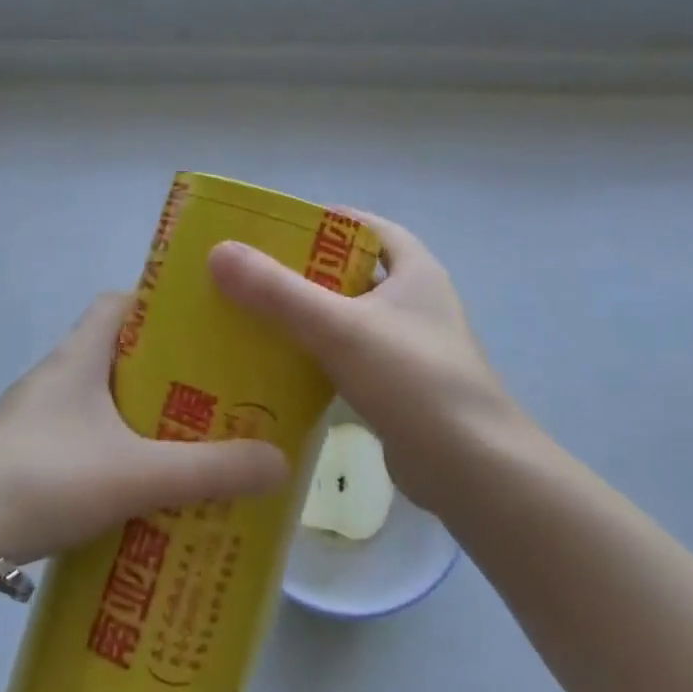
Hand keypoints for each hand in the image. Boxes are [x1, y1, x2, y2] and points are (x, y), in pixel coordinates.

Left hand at [0, 293, 287, 561]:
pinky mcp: (22, 455)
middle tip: (212, 393)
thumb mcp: (135, 474)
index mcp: (78, 357)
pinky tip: (135, 486)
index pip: (119, 302)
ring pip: (98, 399)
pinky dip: (111, 449)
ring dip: (138, 414)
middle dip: (164, 369)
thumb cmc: (43, 479)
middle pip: (116, 352)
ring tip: (185, 441)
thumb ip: (209, 470)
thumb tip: (280, 462)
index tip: (203, 328)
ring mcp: (33, 418)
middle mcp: (55, 376)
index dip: (160, 306)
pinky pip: (80, 436)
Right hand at [208, 210, 530, 511]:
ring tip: (247, 316)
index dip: (319, 221)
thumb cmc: (414, 381)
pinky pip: (344, 358)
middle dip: (298, 272)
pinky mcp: (395, 387)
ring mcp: (406, 346)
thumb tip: (219, 251)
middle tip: (245, 275)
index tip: (269, 228)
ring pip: (343, 318)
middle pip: (347, 272)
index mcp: (413, 270)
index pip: (363, 226)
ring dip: (302, 317)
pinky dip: (312, 356)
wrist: (473, 471)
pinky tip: (273, 366)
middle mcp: (412, 301)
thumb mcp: (341, 328)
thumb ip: (279, 292)